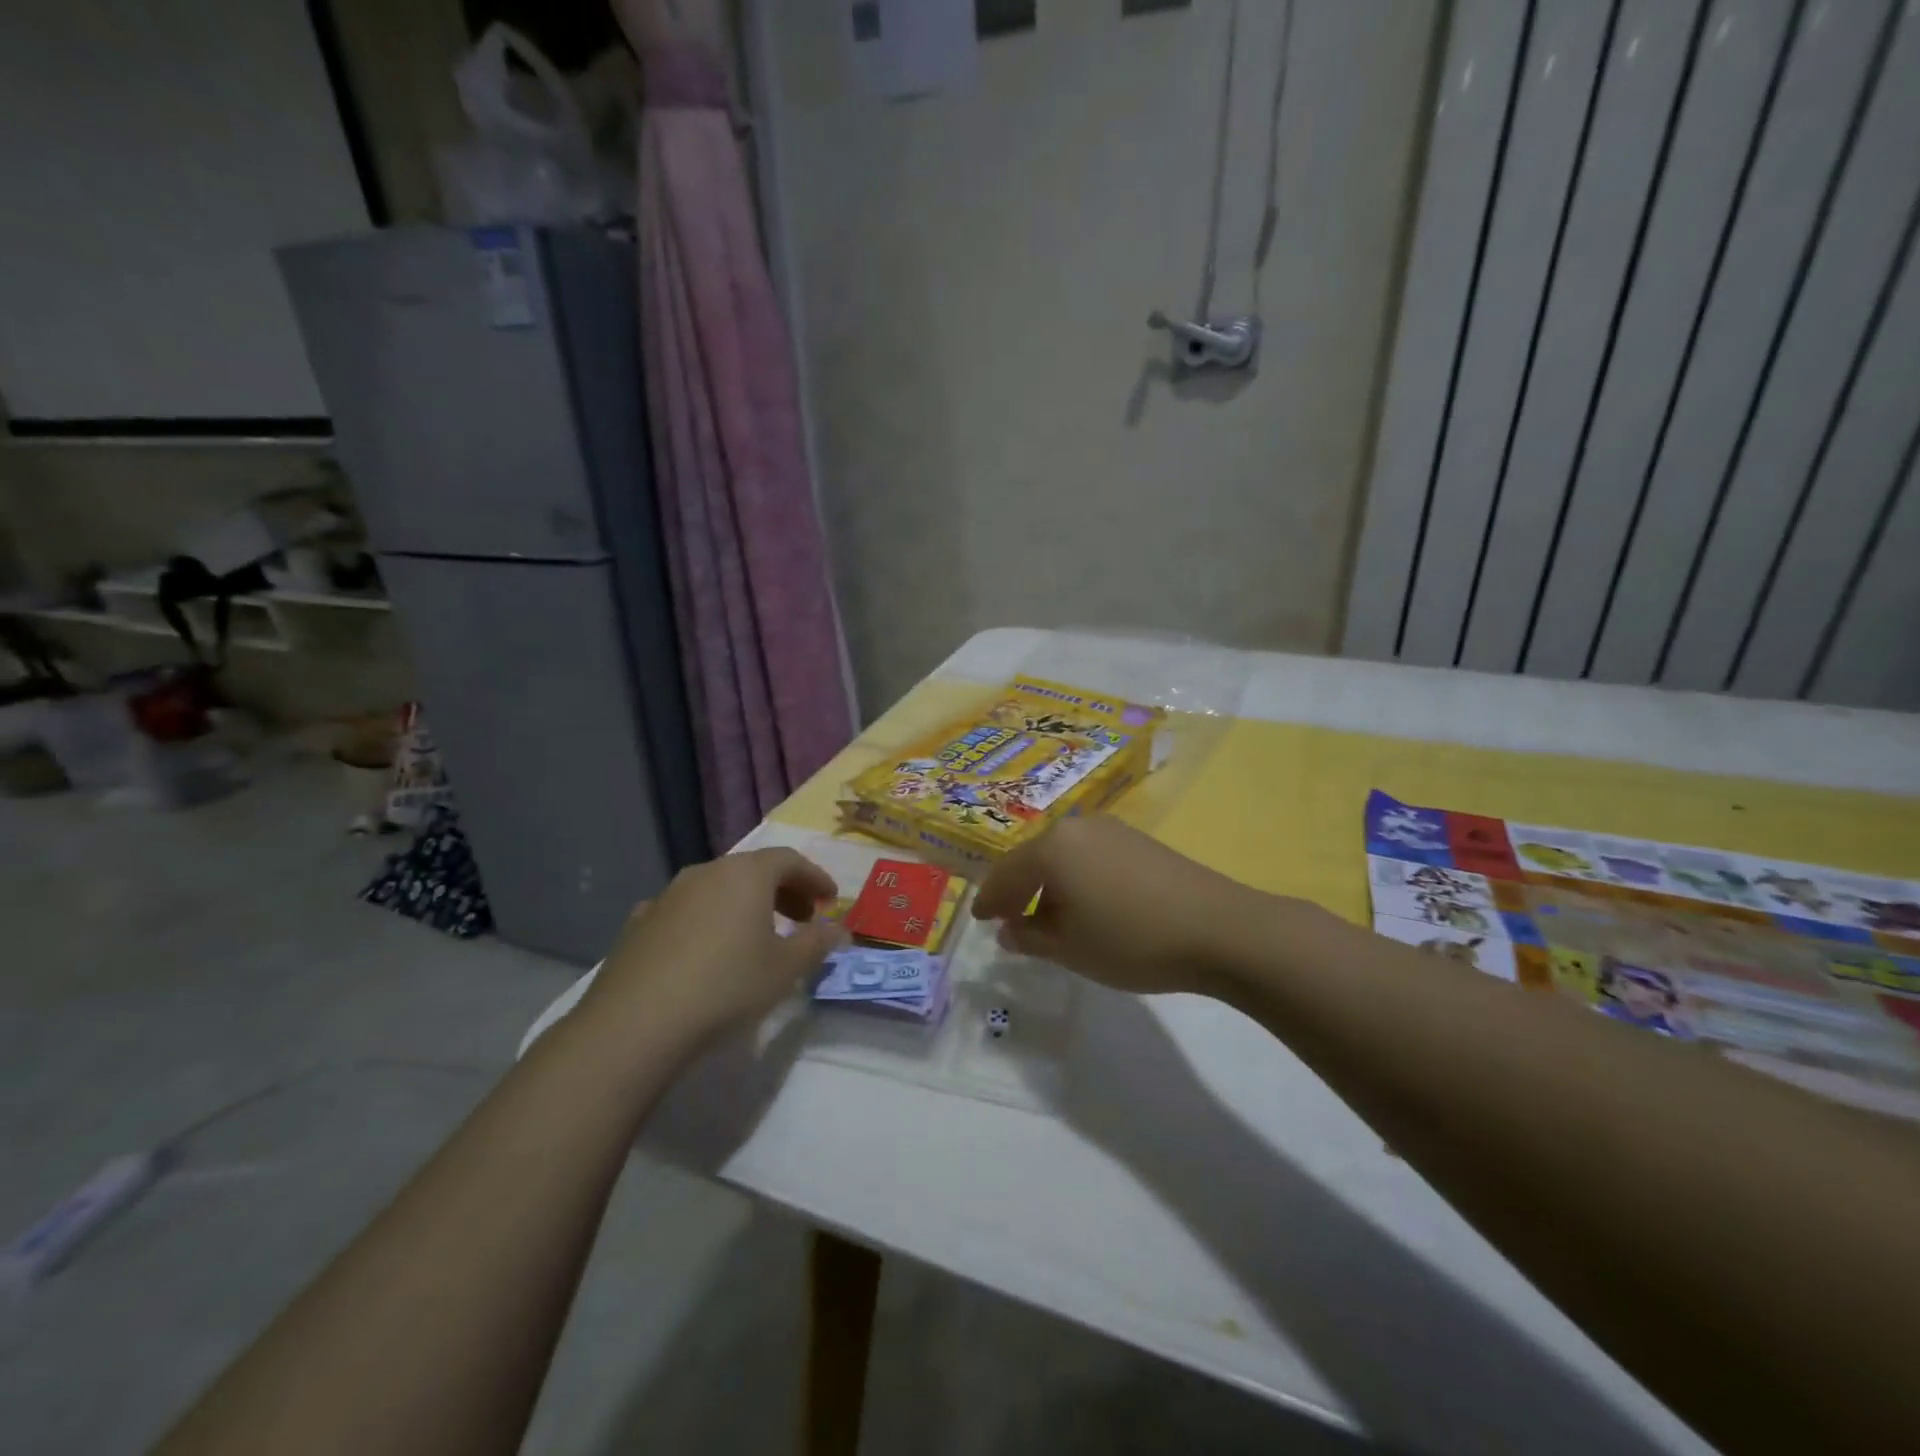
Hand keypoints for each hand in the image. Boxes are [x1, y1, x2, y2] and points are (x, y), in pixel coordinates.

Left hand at [580, 848, 843, 1045]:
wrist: (635, 1023)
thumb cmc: (726, 986)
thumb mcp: (785, 969)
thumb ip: (817, 943)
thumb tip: (839, 929)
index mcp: (746, 874)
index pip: (789, 860)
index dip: (814, 877)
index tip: (830, 900)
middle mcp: (706, 872)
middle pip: (752, 870)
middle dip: (782, 891)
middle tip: (801, 919)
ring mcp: (667, 895)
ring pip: (717, 888)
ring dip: (744, 905)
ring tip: (756, 937)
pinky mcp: (639, 923)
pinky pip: (685, 911)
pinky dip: (707, 921)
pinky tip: (706, 951)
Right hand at [972, 817, 1268, 996]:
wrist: (1218, 928)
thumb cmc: (1130, 940)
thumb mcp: (1069, 949)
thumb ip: (1029, 937)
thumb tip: (1009, 930)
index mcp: (1051, 847)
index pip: (1006, 873)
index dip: (990, 900)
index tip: (979, 919)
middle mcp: (1076, 826)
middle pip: (1033, 858)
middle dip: (1018, 889)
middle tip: (1009, 919)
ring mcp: (1111, 829)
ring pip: (1063, 856)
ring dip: (1049, 885)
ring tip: (1049, 917)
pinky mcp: (1138, 840)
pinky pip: (1090, 856)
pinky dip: (1077, 878)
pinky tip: (1087, 905)